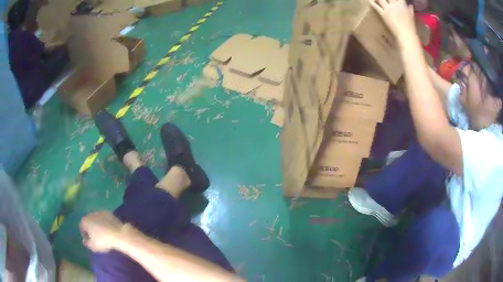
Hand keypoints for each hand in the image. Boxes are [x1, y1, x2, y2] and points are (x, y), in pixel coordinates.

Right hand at [80, 212, 123, 252]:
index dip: (85, 234)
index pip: (82, 227)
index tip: (89, 240)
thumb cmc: (103, 241)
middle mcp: (90, 214)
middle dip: (91, 229)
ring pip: (96, 219)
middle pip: (89, 222)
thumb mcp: (93, 246)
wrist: (118, 234)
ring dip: (98, 225)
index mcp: (85, 221)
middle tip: (96, 237)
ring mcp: (100, 212)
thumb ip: (87, 243)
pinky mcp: (108, 213)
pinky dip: (105, 223)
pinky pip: (104, 219)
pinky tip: (109, 229)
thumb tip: (85, 241)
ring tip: (103, 234)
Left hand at [368, 0, 416, 40]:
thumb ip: (410, 9)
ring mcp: (388, 8)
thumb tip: (410, 5)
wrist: (406, 35)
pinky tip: (369, 0)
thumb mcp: (412, 16)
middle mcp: (394, 4)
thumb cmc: (411, 26)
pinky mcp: (383, 14)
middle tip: (386, 0)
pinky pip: (375, 6)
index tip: (395, 0)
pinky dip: (371, 2)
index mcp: (402, 4)